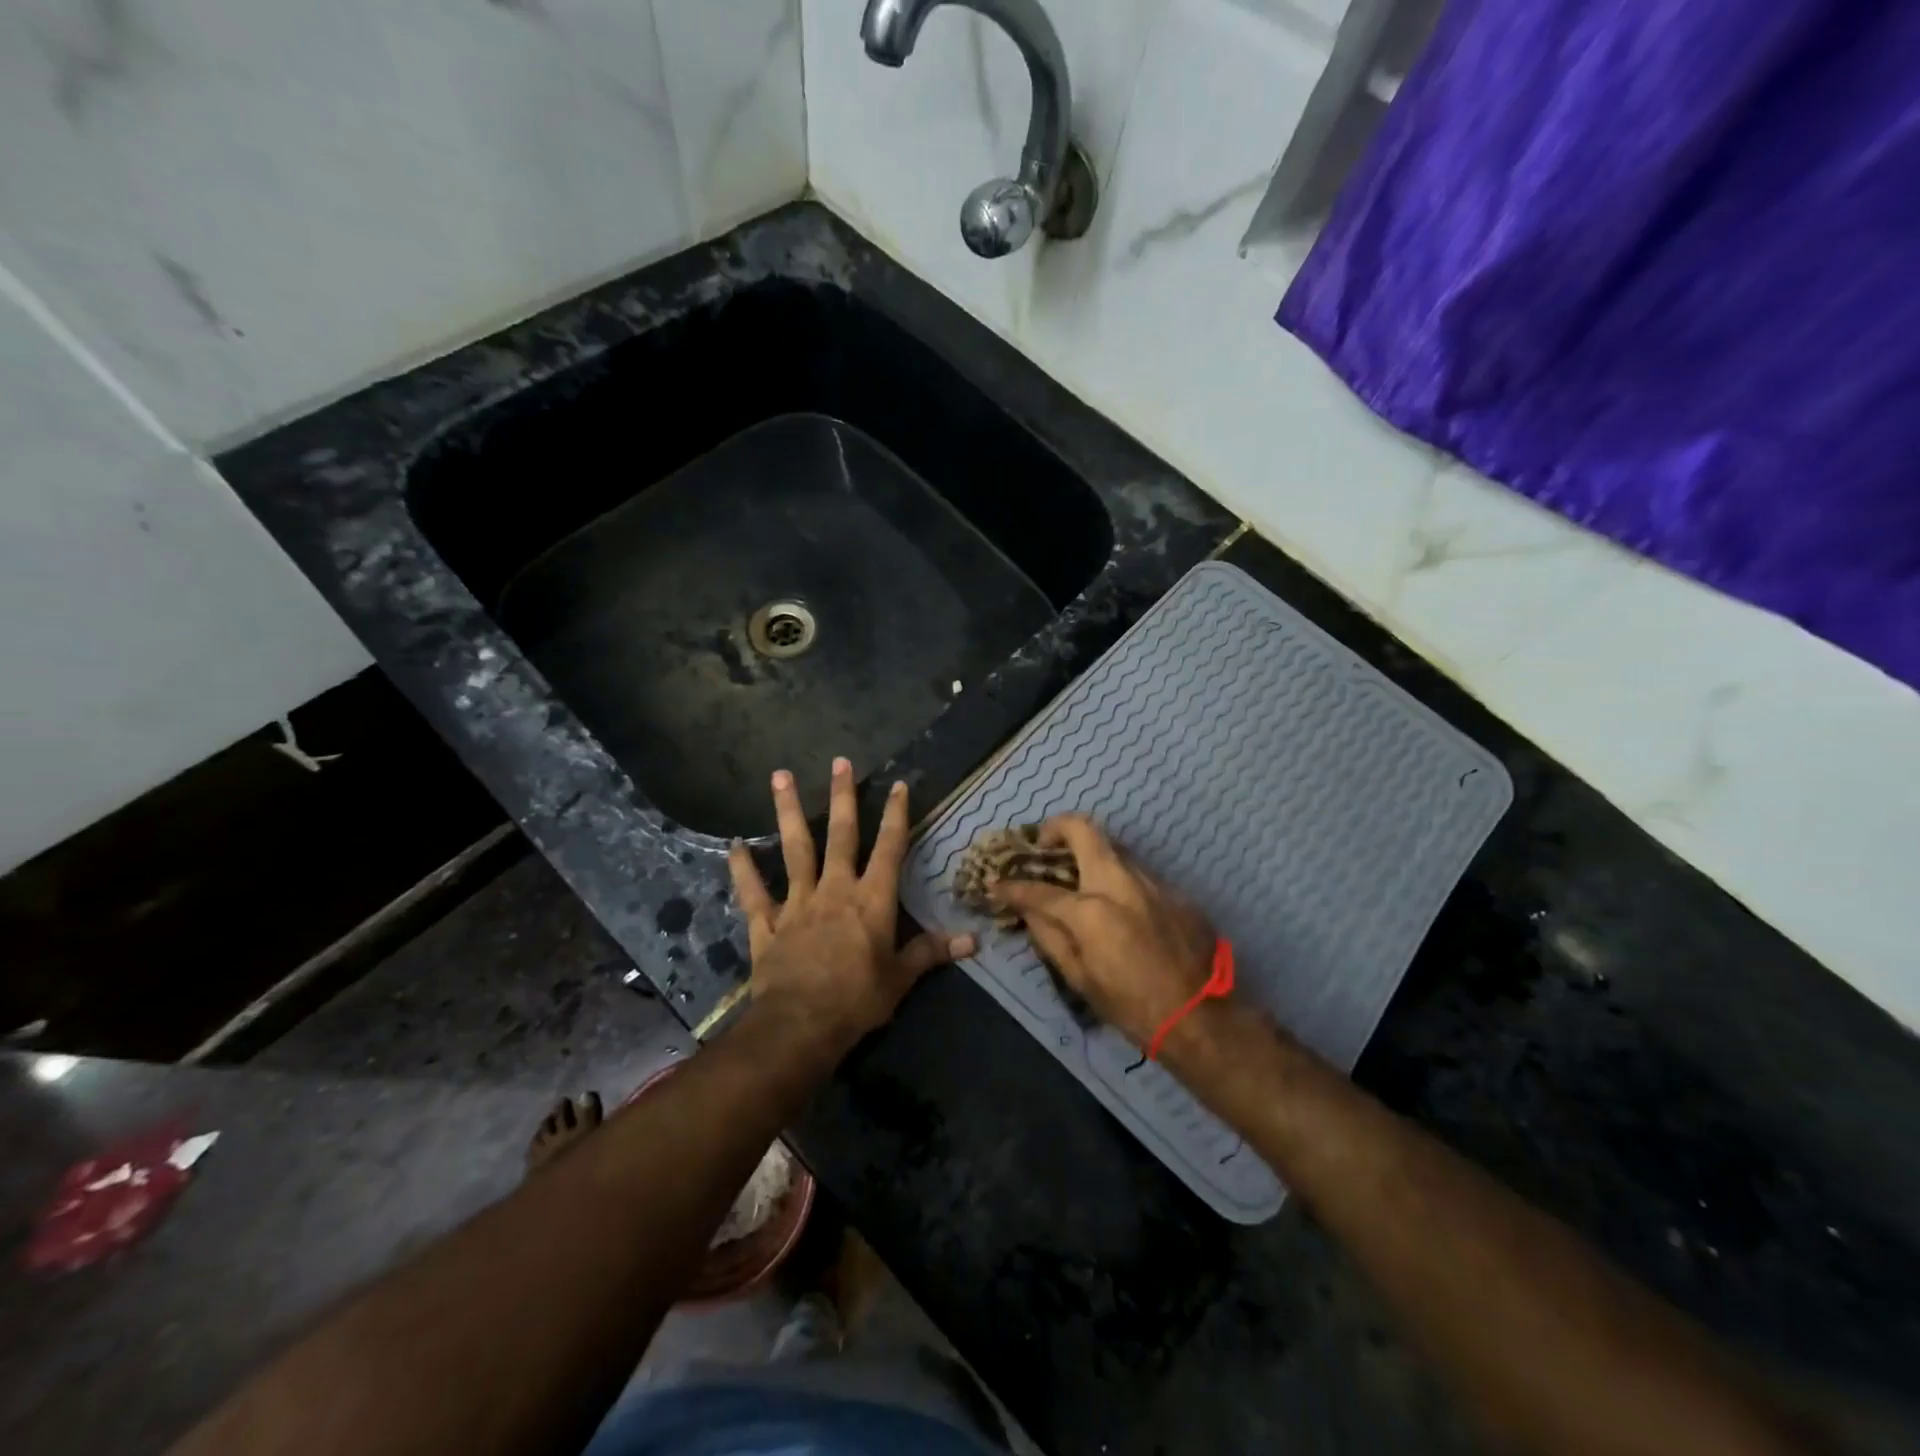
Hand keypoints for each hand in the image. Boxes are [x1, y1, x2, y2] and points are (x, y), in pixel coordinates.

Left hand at [729, 757, 975, 1054]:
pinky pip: (753, 892)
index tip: (898, 784)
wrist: (800, 1025)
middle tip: (839, 761)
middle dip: (842, 796)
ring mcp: (797, 903)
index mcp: (871, 900)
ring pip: (794, 849)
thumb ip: (931, 952)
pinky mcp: (767, 923)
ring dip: (788, 811)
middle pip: (840, 834)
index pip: (889, 848)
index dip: (896, 815)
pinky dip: (743, 869)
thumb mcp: (901, 979)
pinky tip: (734, 845)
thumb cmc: (858, 1000)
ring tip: (780, 775)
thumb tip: (973, 941)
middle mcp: (835, 890)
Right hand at [991, 815, 1217, 1046]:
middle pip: (1083, 830)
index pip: (1039, 889)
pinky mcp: (1174, 890)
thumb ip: (1049, 937)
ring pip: (1113, 849)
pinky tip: (1118, 906)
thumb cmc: (1132, 1006)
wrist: (1202, 1017)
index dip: (1012, 887)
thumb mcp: (1080, 978)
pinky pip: (1137, 874)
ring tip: (1079, 877)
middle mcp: (1120, 882)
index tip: (997, 884)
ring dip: (1090, 855)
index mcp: (1091, 910)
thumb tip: (1029, 911)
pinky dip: (1118, 880)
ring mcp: (1151, 881)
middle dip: (1056, 828)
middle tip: (1044, 844)